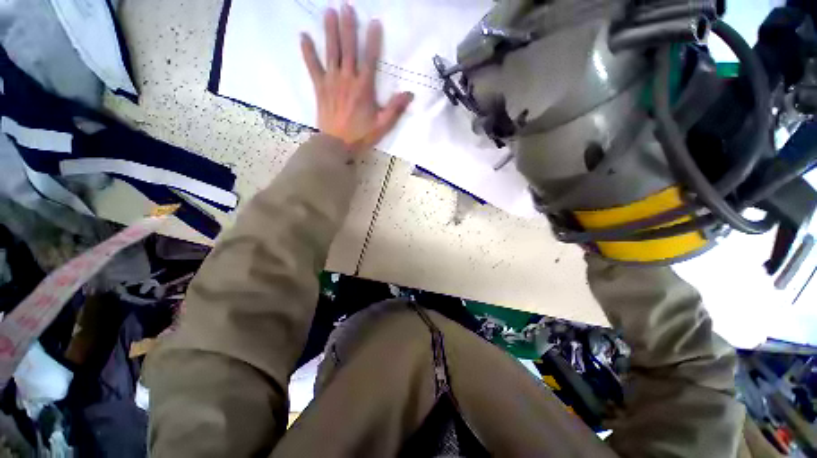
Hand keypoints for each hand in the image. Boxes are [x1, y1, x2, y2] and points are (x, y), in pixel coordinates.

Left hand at [301, 5, 412, 153]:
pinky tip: (304, 36)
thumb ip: (395, 108)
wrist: (337, 145)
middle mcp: (347, 79)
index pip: (370, 58)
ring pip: (331, 52)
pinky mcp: (320, 87)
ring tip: (329, 11)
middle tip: (346, 6)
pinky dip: (308, 51)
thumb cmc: (361, 135)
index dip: (373, 40)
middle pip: (348, 48)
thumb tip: (410, 94)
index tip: (374, 22)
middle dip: (348, 26)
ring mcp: (331, 81)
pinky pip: (313, 66)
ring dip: (330, 31)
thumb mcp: (382, 125)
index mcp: (364, 87)